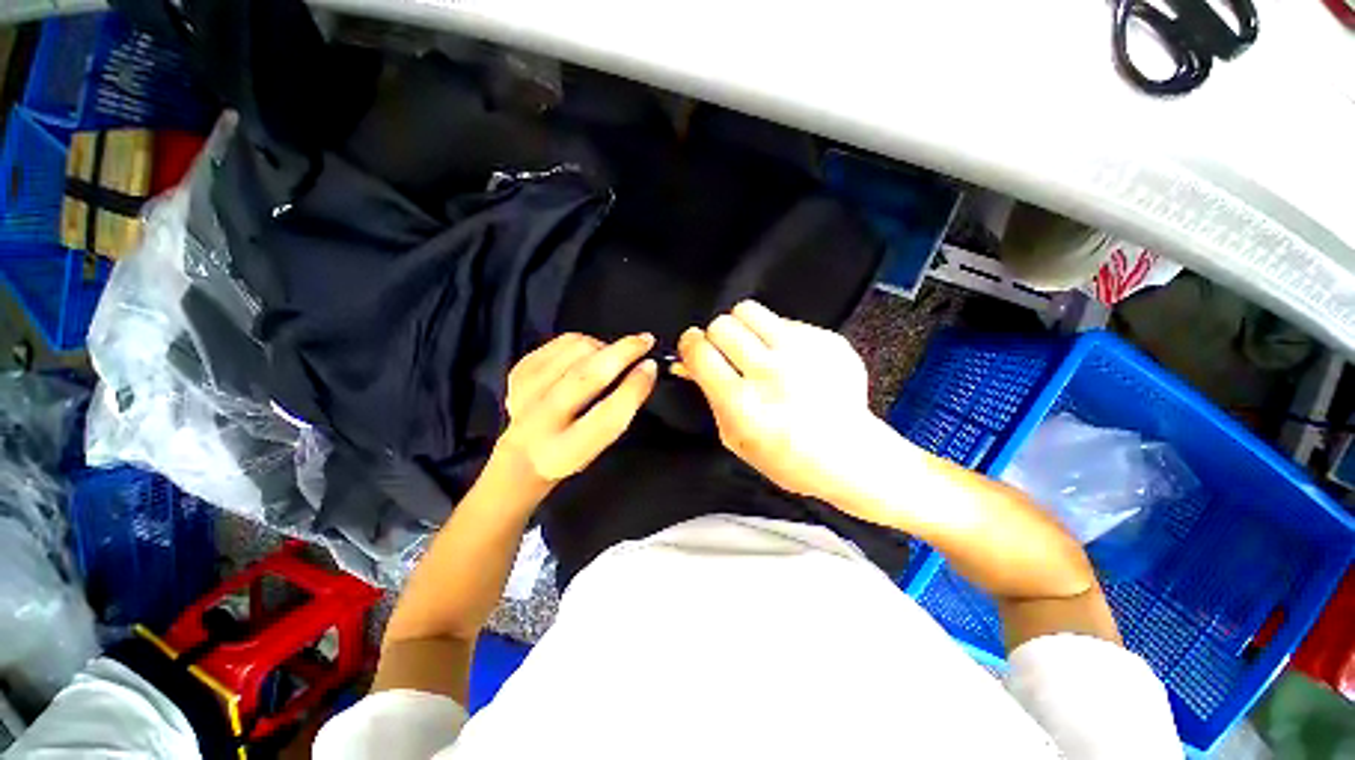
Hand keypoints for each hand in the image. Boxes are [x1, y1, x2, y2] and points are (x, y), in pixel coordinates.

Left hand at [495, 332, 656, 494]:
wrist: (522, 456)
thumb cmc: (572, 450)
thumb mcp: (601, 443)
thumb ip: (620, 410)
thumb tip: (643, 367)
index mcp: (567, 450)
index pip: (608, 415)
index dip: (634, 388)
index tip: (651, 366)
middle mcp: (541, 421)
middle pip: (586, 376)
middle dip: (622, 352)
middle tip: (645, 340)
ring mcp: (525, 392)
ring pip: (575, 350)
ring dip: (602, 347)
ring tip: (609, 358)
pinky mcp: (518, 371)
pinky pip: (560, 341)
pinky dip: (582, 343)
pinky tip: (586, 356)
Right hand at [676, 301, 878, 501]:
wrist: (848, 454)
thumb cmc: (786, 455)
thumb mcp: (734, 437)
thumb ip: (709, 395)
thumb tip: (687, 363)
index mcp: (743, 404)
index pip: (700, 351)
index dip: (690, 345)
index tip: (693, 347)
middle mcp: (772, 373)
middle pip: (722, 325)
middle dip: (716, 337)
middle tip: (726, 353)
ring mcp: (802, 353)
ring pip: (749, 310)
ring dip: (743, 327)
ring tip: (753, 347)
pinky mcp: (826, 340)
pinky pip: (784, 320)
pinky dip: (777, 335)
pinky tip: (788, 359)